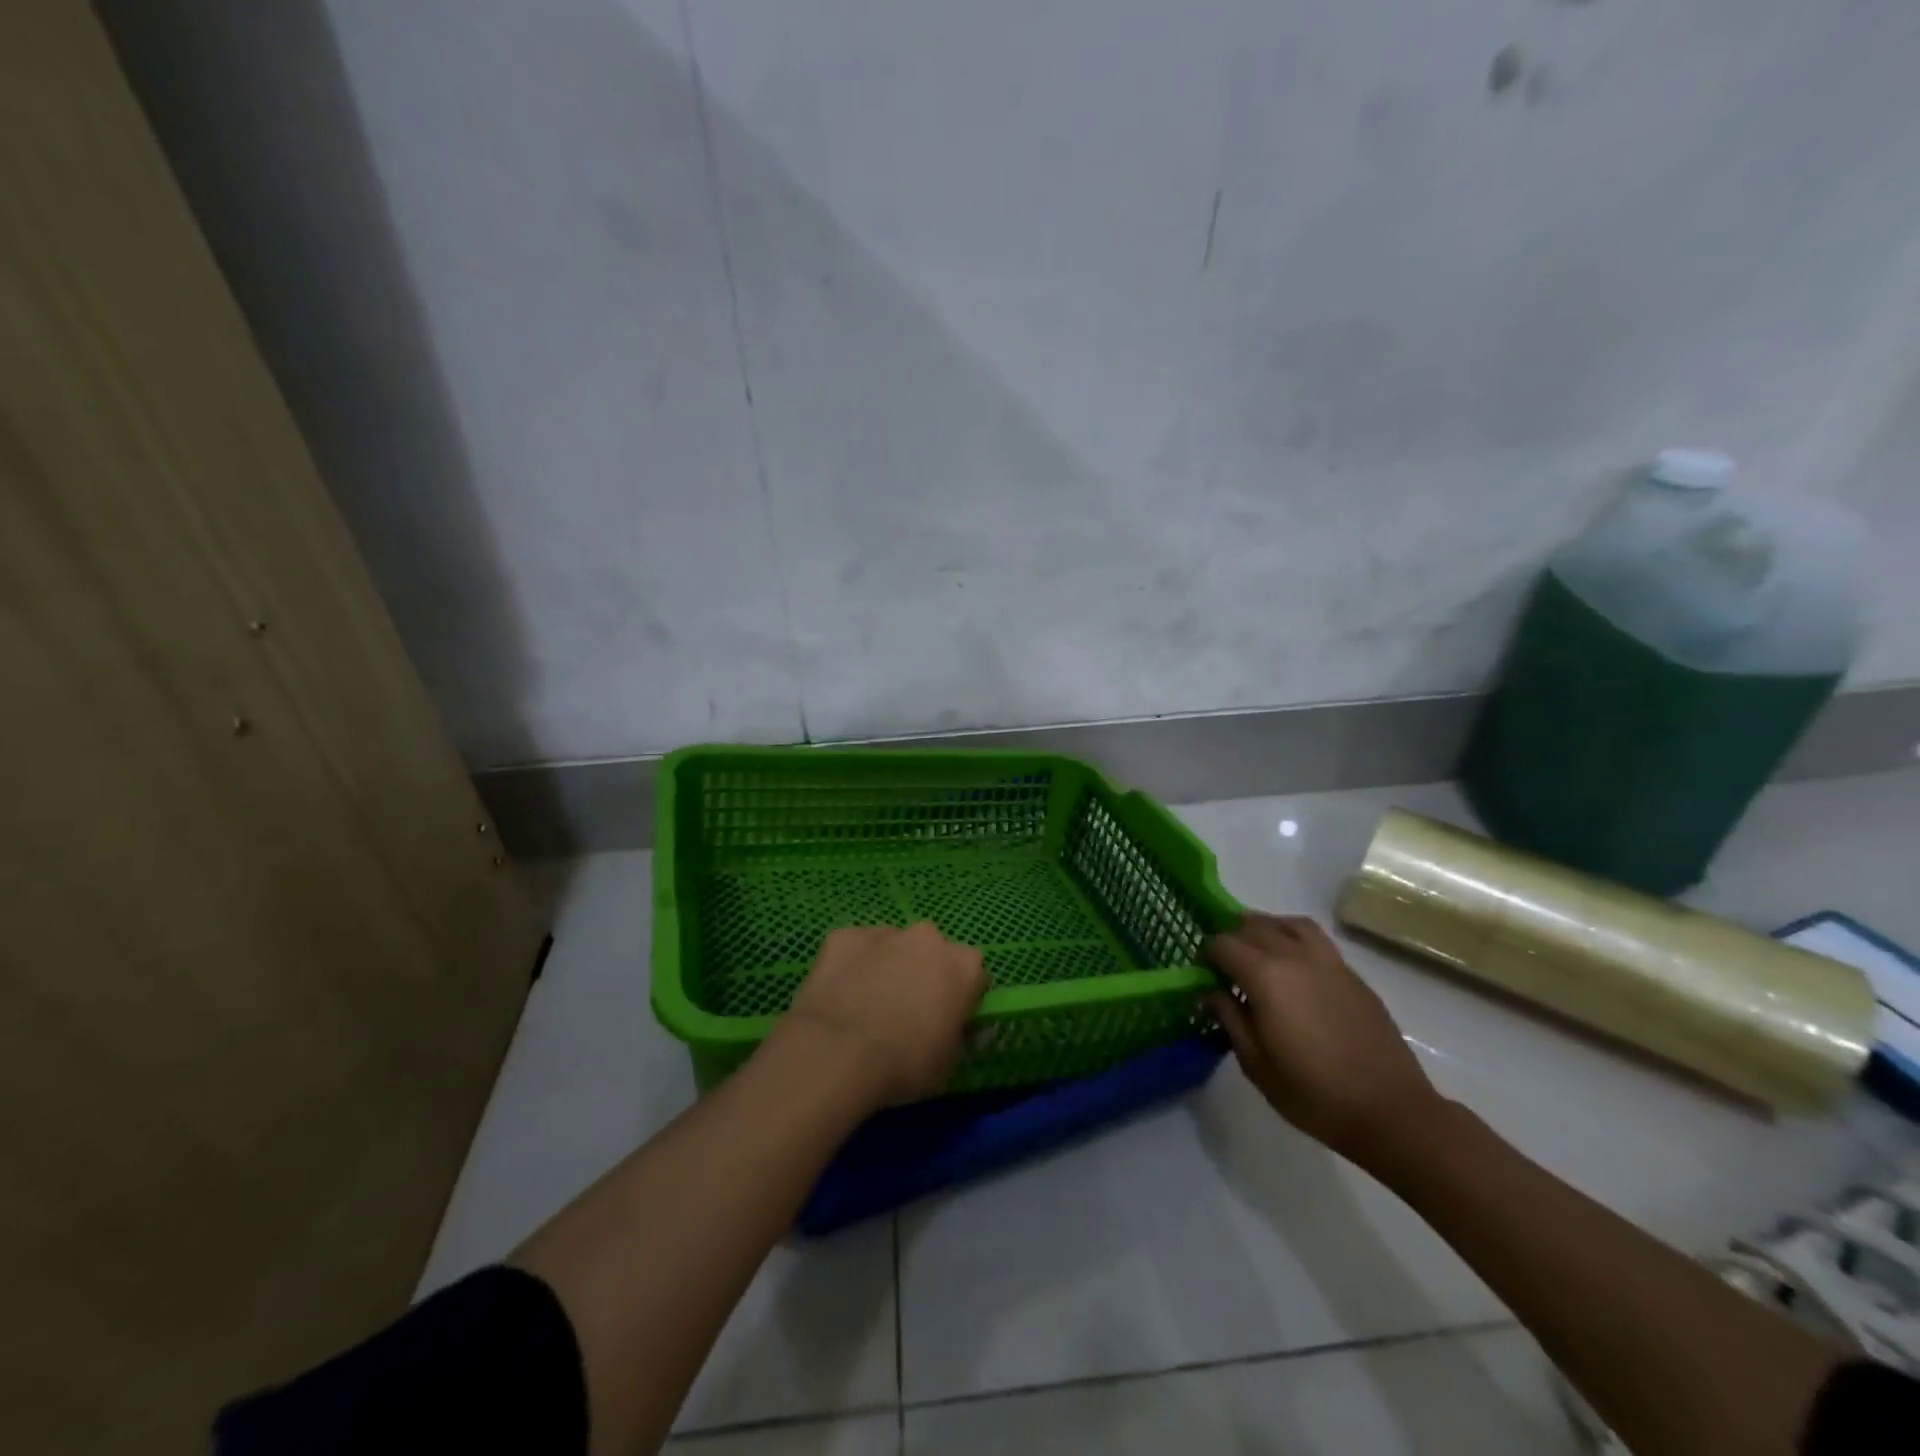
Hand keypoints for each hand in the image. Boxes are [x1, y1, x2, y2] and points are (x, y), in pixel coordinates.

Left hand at [778, 922, 987, 1106]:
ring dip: (886, 965)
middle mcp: (928, 937)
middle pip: (931, 951)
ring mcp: (884, 932)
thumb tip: (952, 1026)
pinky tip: (839, 995)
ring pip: (891, 945)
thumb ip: (956, 1034)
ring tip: (866, 1005)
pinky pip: (853, 949)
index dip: (960, 998)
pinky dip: (850, 965)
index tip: (946, 1020)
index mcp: (964, 966)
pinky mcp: (844, 935)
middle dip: (922, 972)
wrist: (838, 1053)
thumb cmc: (905, 1064)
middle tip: (905, 1010)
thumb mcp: (948, 1062)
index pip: (973, 976)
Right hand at [1205, 913, 1442, 1161]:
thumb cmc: (1314, 1093)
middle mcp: (1295, 956)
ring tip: (1258, 951)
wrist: (1390, 1111)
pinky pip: (1315, 940)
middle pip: (1253, 926)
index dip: (1206, 954)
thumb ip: (1229, 1019)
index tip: (1202, 973)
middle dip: (1232, 938)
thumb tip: (1210, 993)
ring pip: (1288, 923)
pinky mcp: (1352, 974)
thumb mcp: (1256, 1064)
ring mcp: (1328, 962)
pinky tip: (1293, 969)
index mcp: (1265, 976)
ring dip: (1266, 928)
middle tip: (1225, 965)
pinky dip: (1294, 939)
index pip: (1223, 945)